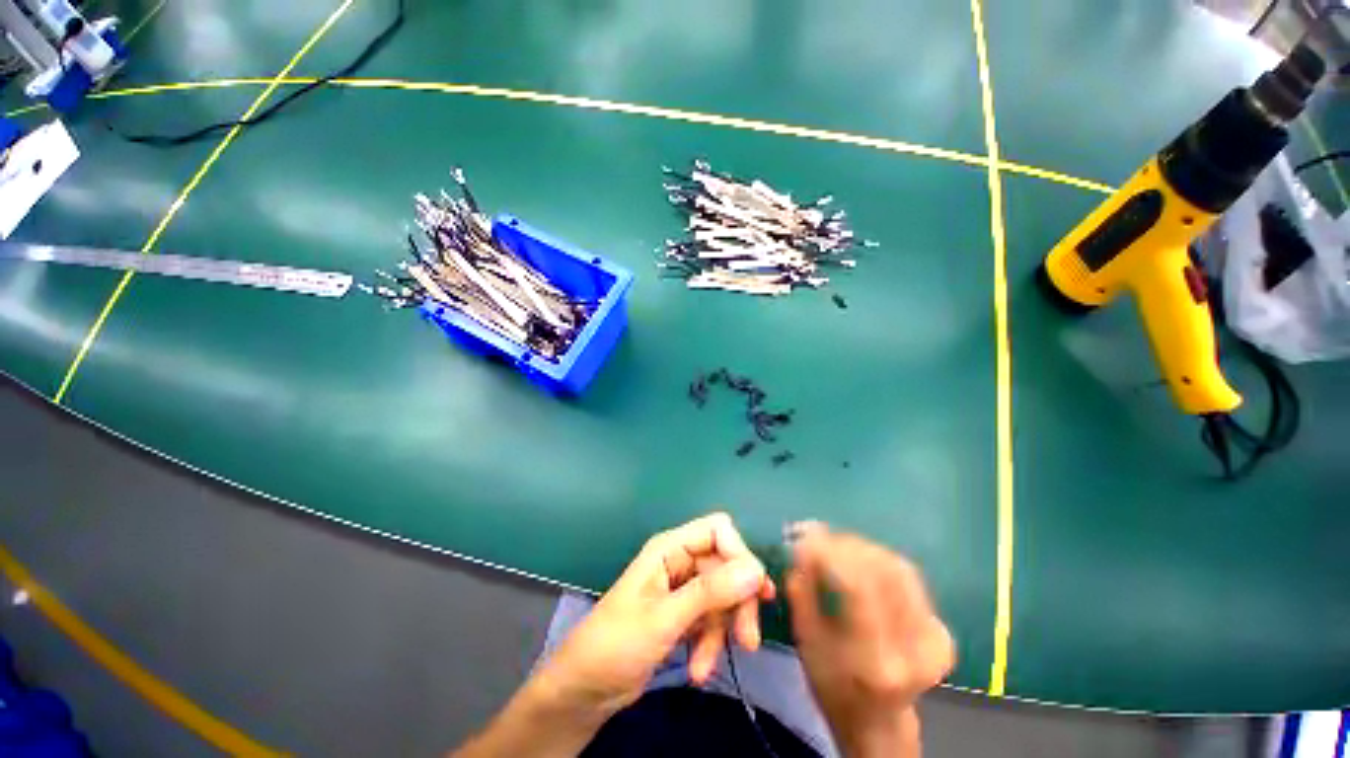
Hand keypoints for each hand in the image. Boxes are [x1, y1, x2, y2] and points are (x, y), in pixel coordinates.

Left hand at [535, 512, 774, 717]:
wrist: (583, 690)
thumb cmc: (616, 644)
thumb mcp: (664, 618)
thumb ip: (710, 592)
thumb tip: (756, 570)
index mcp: (670, 547)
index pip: (718, 530)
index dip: (739, 554)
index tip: (756, 590)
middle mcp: (678, 561)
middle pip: (726, 566)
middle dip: (738, 601)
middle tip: (749, 639)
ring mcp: (681, 589)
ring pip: (722, 596)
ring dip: (723, 630)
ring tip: (708, 666)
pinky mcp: (682, 615)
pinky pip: (710, 619)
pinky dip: (709, 643)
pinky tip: (699, 669)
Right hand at [787, 524, 953, 757]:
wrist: (879, 721)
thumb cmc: (833, 685)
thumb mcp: (806, 642)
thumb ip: (802, 592)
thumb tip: (800, 545)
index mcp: (874, 661)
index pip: (857, 586)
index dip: (830, 552)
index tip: (805, 535)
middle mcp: (912, 650)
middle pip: (883, 571)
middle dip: (845, 544)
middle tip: (818, 533)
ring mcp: (933, 641)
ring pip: (899, 568)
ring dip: (863, 547)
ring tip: (835, 541)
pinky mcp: (941, 633)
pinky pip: (909, 578)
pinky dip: (880, 558)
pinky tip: (859, 556)